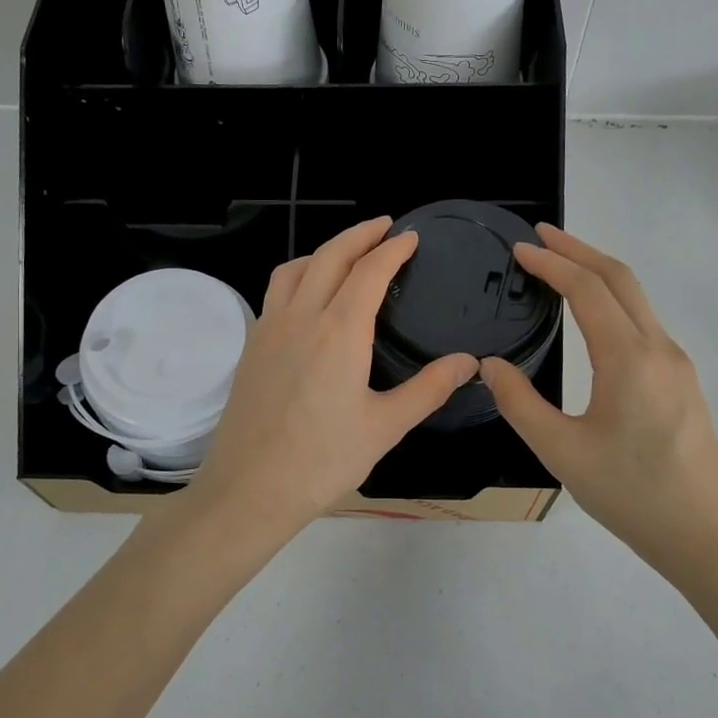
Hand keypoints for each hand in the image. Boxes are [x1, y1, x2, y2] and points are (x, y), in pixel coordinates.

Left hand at [192, 217, 477, 541]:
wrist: (249, 489)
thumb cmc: (322, 461)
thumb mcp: (385, 427)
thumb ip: (428, 389)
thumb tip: (469, 361)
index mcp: (339, 331)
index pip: (369, 271)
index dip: (392, 249)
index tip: (409, 237)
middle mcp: (300, 317)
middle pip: (329, 256)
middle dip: (359, 235)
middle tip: (384, 227)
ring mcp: (269, 329)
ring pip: (295, 268)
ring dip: (324, 251)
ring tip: (347, 253)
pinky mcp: (251, 347)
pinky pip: (276, 292)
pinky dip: (298, 274)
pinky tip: (308, 296)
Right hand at [480, 225, 717, 581]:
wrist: (707, 536)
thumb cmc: (630, 494)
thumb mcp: (561, 451)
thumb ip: (519, 403)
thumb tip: (490, 365)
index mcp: (628, 358)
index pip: (586, 290)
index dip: (551, 263)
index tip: (519, 248)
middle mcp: (659, 348)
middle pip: (620, 279)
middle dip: (579, 250)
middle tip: (540, 236)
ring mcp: (676, 364)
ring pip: (637, 298)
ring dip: (598, 273)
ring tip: (561, 267)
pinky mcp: (682, 382)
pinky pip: (644, 322)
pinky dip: (613, 300)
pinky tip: (593, 316)